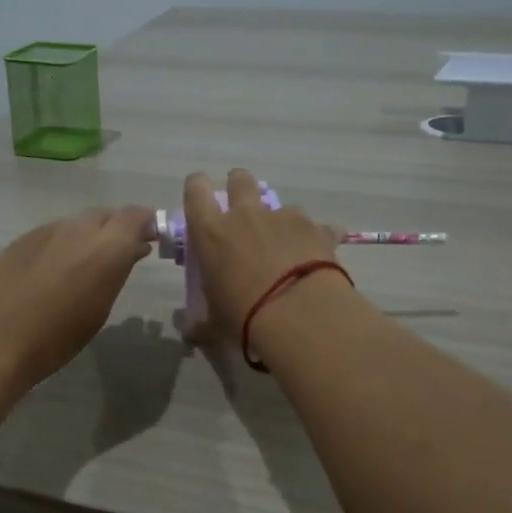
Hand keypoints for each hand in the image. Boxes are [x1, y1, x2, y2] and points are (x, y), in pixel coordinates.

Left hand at [0, 206, 156, 393]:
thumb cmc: (54, 340)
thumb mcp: (98, 311)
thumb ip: (116, 273)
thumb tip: (129, 252)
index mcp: (106, 247)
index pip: (136, 216)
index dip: (146, 224)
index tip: (151, 240)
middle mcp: (77, 229)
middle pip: (105, 216)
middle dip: (116, 230)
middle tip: (121, 255)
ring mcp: (44, 231)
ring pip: (75, 225)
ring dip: (87, 239)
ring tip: (84, 268)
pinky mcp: (18, 241)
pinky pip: (50, 236)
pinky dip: (60, 247)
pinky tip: (51, 274)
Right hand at [183, 169, 342, 334]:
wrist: (297, 315)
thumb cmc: (242, 315)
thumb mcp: (214, 322)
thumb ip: (200, 323)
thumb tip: (190, 332)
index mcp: (211, 232)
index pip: (196, 189)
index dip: (197, 187)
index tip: (200, 195)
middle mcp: (246, 215)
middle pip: (240, 180)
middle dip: (241, 186)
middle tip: (243, 209)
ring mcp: (284, 217)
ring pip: (281, 205)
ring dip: (281, 221)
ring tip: (287, 248)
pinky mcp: (316, 229)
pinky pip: (318, 227)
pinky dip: (317, 238)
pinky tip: (321, 258)